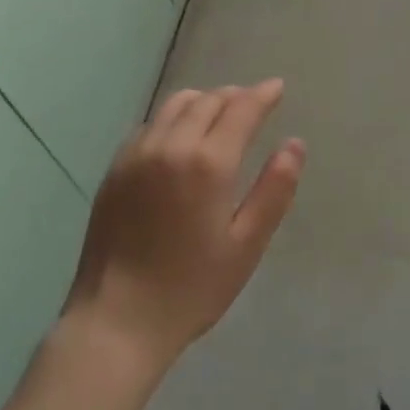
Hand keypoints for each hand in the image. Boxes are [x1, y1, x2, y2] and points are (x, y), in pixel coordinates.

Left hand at [61, 81, 304, 370]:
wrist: (116, 321)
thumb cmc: (191, 288)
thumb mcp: (246, 245)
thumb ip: (274, 190)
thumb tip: (295, 144)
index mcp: (207, 163)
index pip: (241, 109)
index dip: (263, 95)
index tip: (278, 87)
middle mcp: (170, 145)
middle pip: (208, 100)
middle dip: (235, 96)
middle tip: (253, 102)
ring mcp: (137, 154)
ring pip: (175, 106)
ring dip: (203, 100)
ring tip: (219, 111)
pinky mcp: (115, 169)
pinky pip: (150, 125)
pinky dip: (173, 118)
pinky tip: (180, 136)